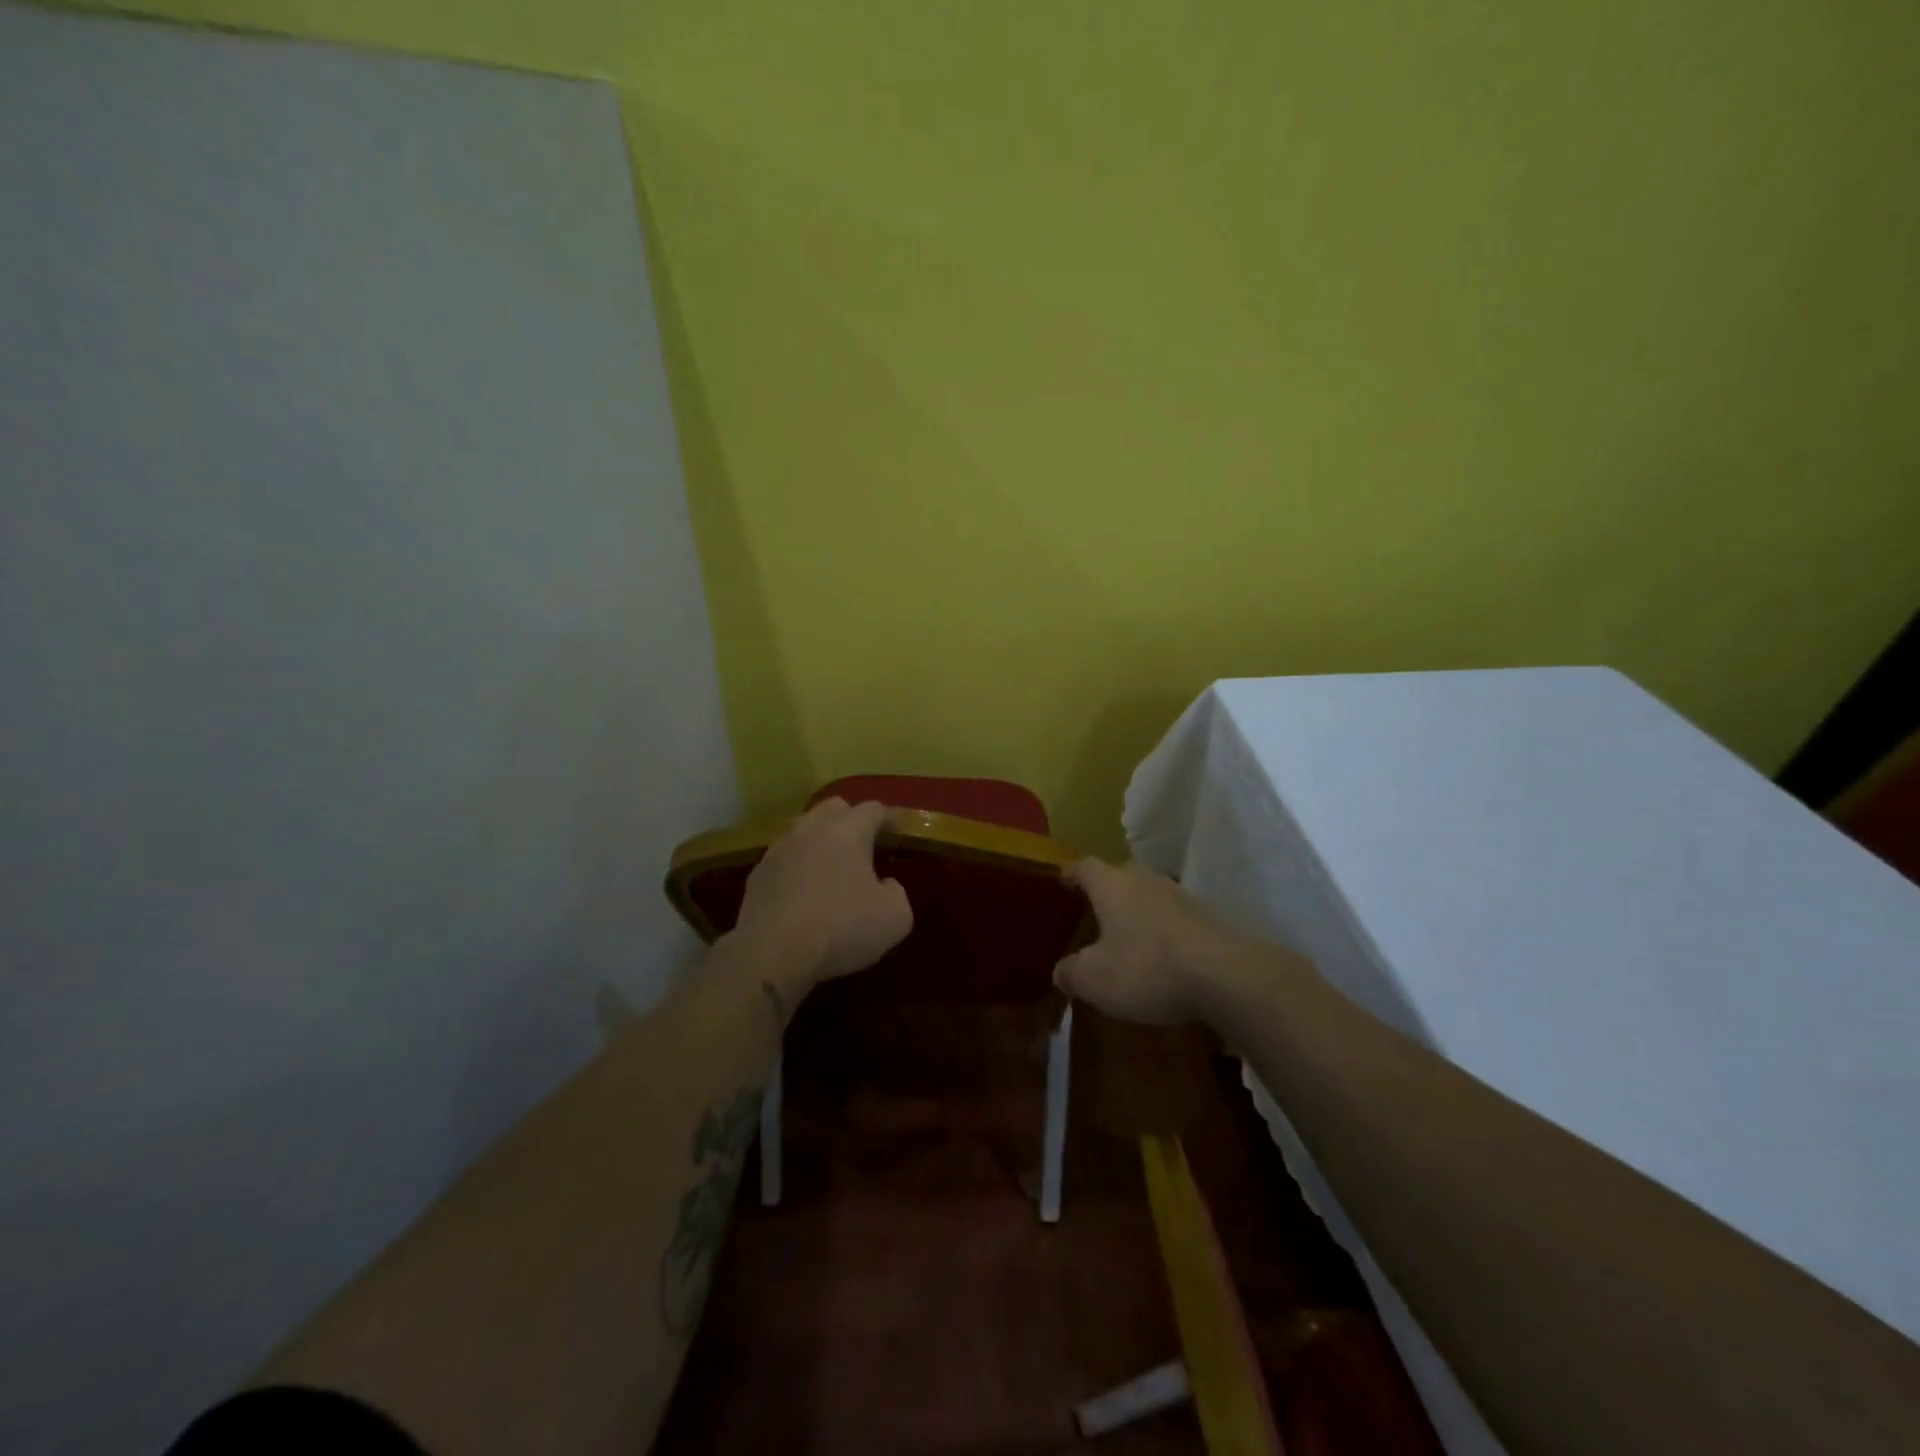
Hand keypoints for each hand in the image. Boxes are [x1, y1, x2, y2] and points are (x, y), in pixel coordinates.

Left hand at [730, 798, 912, 993]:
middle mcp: (811, 830)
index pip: (873, 809)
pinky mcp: (757, 875)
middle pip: (833, 808)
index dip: (888, 819)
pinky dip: (797, 866)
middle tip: (863, 844)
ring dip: (820, 840)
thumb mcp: (894, 919)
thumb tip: (885, 885)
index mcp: (848, 831)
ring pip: (803, 830)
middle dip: (850, 819)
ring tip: (831, 865)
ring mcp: (778, 850)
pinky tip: (802, 890)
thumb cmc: (841, 929)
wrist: (773, 954)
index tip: (896, 833)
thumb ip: (897, 893)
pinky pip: (783, 859)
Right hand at [1053, 859, 1243, 1024]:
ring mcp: (1179, 895)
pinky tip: (1159, 953)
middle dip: (1105, 890)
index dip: (1071, 873)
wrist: (1226, 975)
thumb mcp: (1095, 979)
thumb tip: (1061, 971)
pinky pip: (1172, 916)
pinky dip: (1161, 929)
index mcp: (1111, 885)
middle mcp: (1144, 879)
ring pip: (1148, 894)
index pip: (1084, 866)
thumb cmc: (1147, 968)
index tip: (1062, 880)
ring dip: (1135, 910)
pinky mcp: (1206, 916)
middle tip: (1092, 910)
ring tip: (1126, 934)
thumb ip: (1071, 972)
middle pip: (1119, 874)